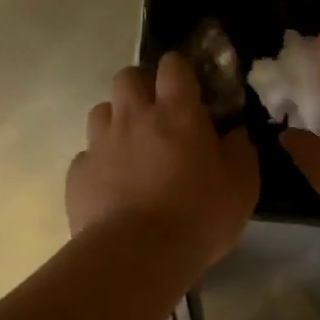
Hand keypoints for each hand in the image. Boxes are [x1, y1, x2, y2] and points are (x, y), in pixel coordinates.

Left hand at [67, 52, 259, 268]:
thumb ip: (241, 150)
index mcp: (176, 112)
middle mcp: (133, 116)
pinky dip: (100, 162)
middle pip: (128, 76)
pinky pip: (88, 154)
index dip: (180, 70)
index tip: (190, 87)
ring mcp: (100, 142)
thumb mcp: (242, 185)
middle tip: (157, 113)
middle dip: (141, 86)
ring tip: (131, 148)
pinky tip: (112, 185)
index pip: (173, 65)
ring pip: (101, 110)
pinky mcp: (78, 172)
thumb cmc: (198, 215)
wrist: (136, 254)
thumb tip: (235, 133)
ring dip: (116, 120)